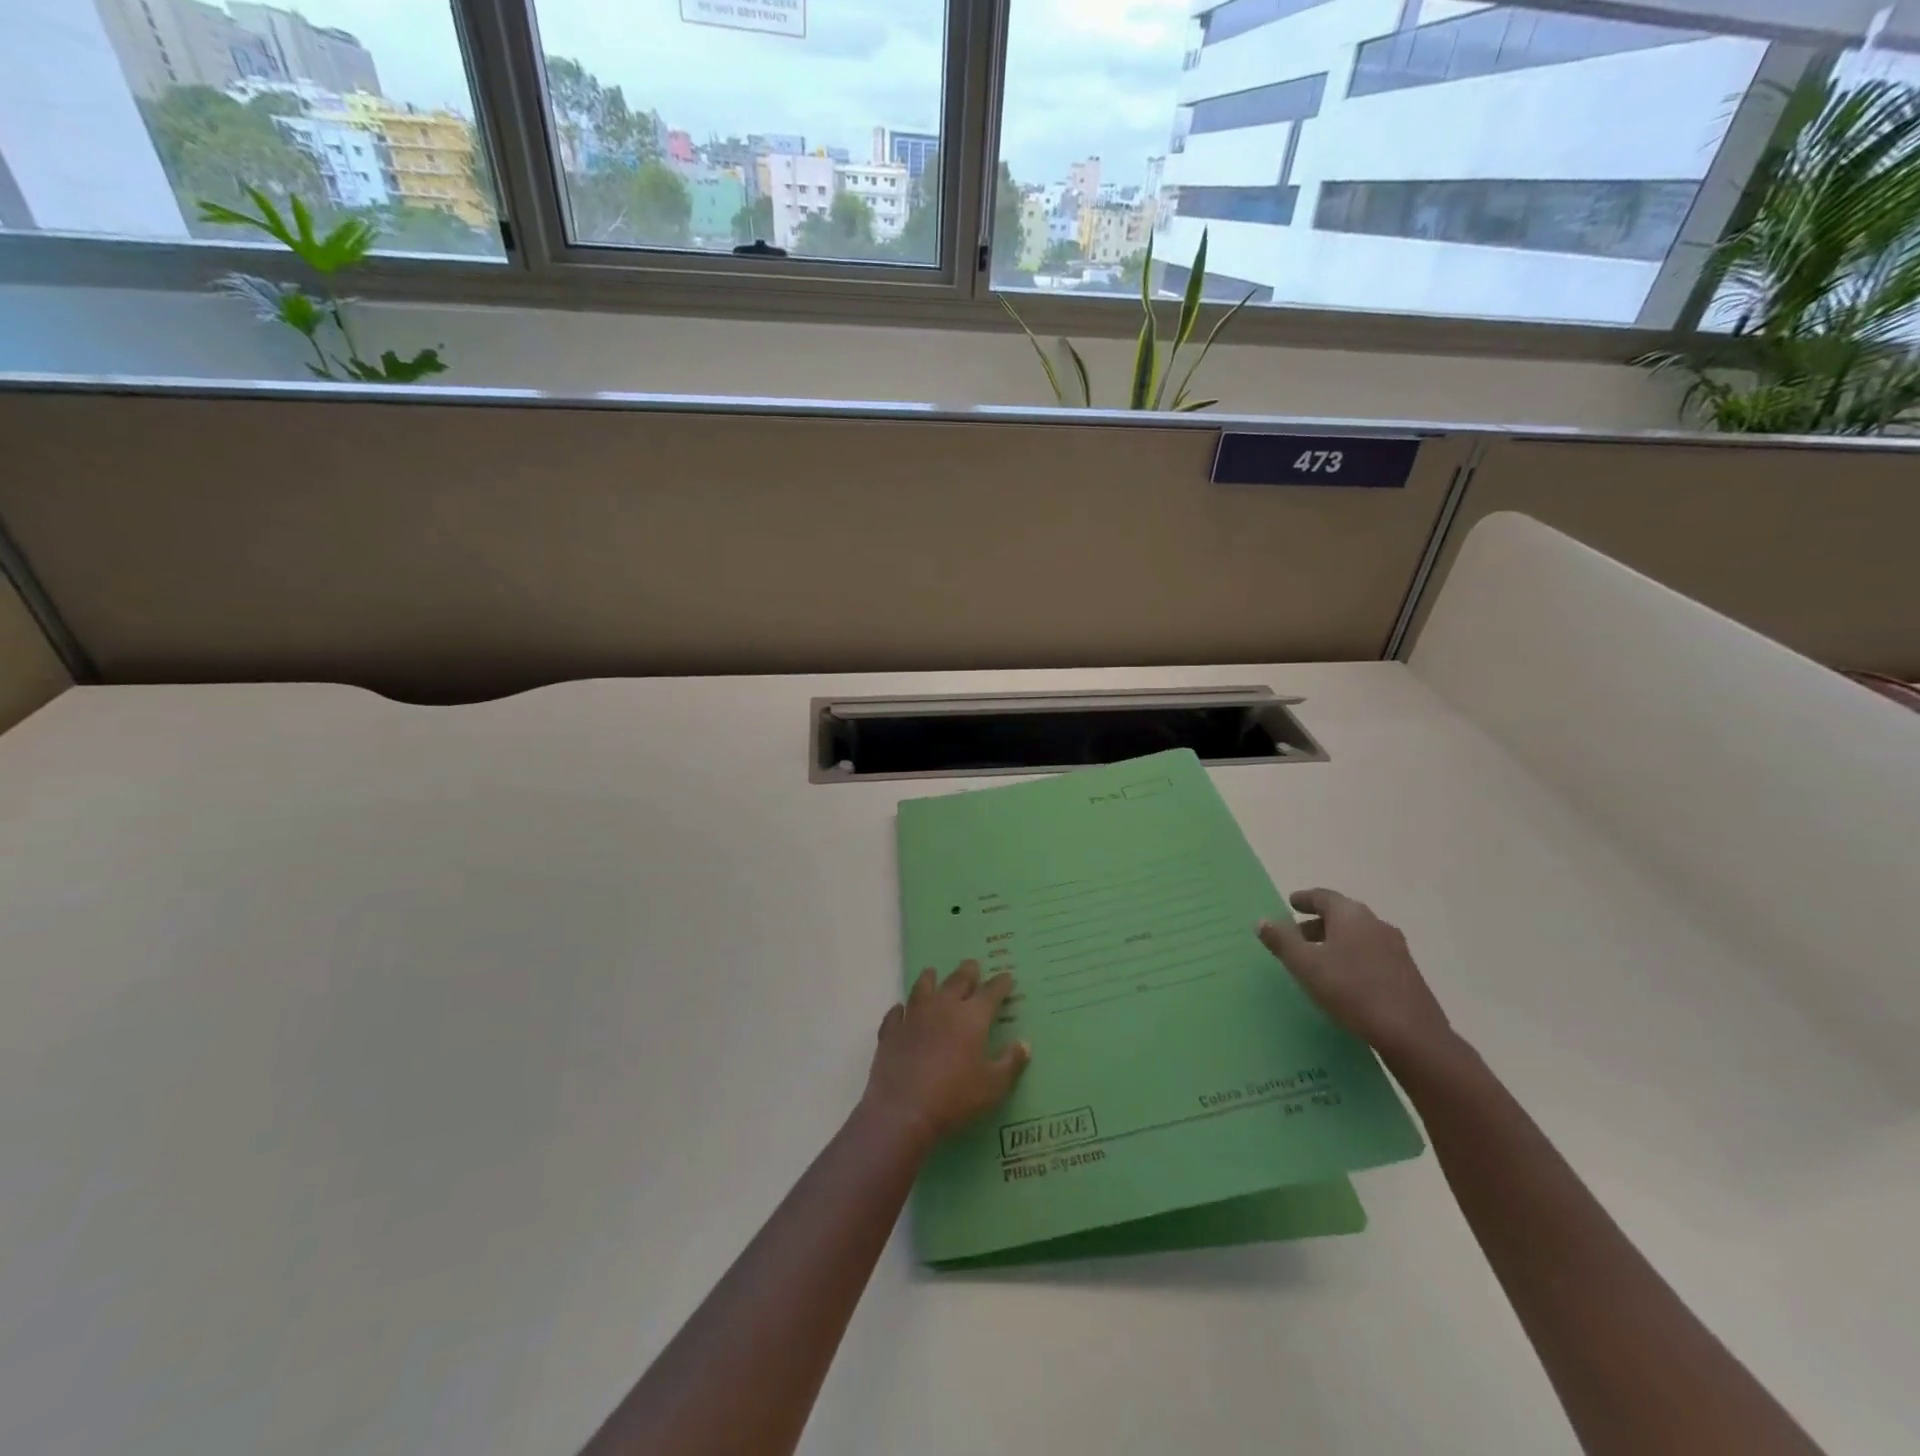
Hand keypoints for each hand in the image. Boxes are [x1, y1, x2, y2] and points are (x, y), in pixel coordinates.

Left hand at [864, 961, 1030, 1144]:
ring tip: (932, 972)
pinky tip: (900, 1009)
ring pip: (922, 988)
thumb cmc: (956, 1097)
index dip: (1000, 984)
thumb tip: (1024, 1043)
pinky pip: (895, 1014)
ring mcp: (913, 1017)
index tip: (1007, 977)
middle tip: (973, 965)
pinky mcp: (891, 1032)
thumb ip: (1011, 1062)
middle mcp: (943, 1007)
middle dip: (968, 972)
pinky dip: (899, 1009)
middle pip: (957, 981)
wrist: (904, 1110)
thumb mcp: (994, 1086)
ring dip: (930, 978)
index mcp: (971, 1017)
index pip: (990, 993)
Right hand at [1257, 889, 1452, 1063]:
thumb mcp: (1305, 966)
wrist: (1412, 1035)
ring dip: (1335, 941)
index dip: (1305, 899)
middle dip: (1317, 923)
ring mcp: (1396, 948)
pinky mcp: (1406, 972)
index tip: (1291, 903)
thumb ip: (1282, 941)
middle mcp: (1376, 924)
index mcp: (1351, 915)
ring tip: (1318, 961)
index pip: (1323, 897)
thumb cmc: (1351, 991)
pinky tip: (1344, 979)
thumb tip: (1263, 920)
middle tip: (1297, 936)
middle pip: (1341, 915)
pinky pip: (1371, 953)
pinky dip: (1352, 956)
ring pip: (1357, 936)